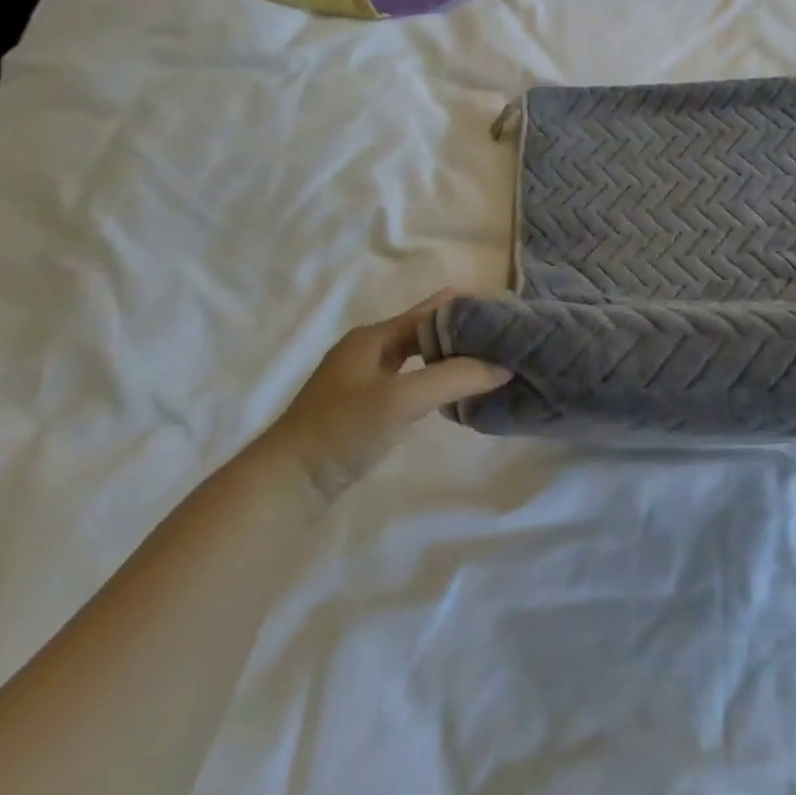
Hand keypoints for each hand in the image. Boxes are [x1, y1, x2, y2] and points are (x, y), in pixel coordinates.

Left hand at [256, 294, 510, 506]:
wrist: (285, 485)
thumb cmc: (342, 431)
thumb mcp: (402, 398)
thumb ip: (455, 377)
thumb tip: (504, 365)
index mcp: (375, 335)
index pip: (435, 309)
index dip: (472, 310)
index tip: (511, 319)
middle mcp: (370, 349)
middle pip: (429, 331)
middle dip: (467, 333)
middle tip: (508, 344)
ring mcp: (365, 379)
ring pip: (421, 356)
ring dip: (454, 357)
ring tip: (493, 364)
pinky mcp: (366, 406)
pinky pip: (412, 380)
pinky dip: (438, 379)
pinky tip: (457, 393)